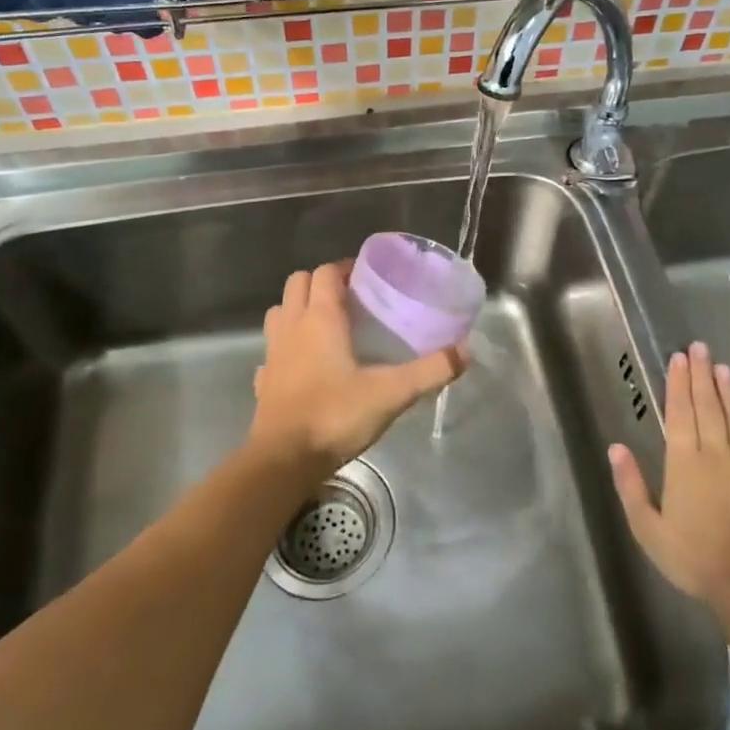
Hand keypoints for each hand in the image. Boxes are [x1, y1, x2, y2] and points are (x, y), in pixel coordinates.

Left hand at [250, 261, 464, 478]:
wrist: (284, 461)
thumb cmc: (335, 416)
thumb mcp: (392, 393)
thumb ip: (430, 370)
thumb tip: (466, 350)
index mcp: (320, 319)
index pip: (326, 272)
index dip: (345, 268)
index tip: (368, 278)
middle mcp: (292, 326)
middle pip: (297, 282)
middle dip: (321, 282)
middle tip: (350, 299)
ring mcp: (273, 353)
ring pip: (280, 312)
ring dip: (299, 308)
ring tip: (327, 326)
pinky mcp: (263, 380)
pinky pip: (273, 350)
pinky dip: (286, 347)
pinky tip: (305, 365)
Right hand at [608, 341, 729, 614]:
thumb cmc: (692, 557)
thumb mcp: (647, 528)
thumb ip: (631, 486)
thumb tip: (616, 448)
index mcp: (684, 463)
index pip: (680, 413)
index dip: (678, 383)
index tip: (679, 358)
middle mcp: (716, 455)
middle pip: (708, 407)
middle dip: (702, 375)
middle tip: (700, 348)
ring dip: (728, 393)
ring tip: (723, 367)